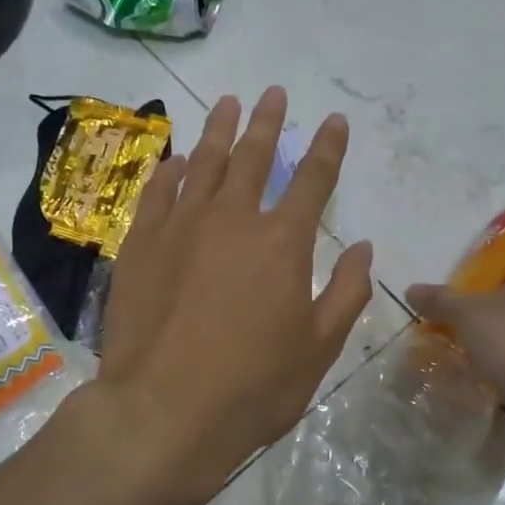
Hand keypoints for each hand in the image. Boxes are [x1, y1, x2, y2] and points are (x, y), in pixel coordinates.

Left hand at [93, 87, 373, 504]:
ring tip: (227, 102)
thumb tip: (363, 248)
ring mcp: (181, 227)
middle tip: (273, 93)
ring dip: (218, 130)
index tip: (333, 120)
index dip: (326, 147)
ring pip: (203, 163)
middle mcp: (232, 219)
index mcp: (282, 242)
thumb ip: (346, 292)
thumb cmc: (252, 386)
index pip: (312, 180)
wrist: (162, 411)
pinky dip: (170, 171)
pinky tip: (176, 161)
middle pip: (253, 156)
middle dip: (267, 122)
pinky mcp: (141, 244)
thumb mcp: (318, 348)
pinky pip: (157, 193)